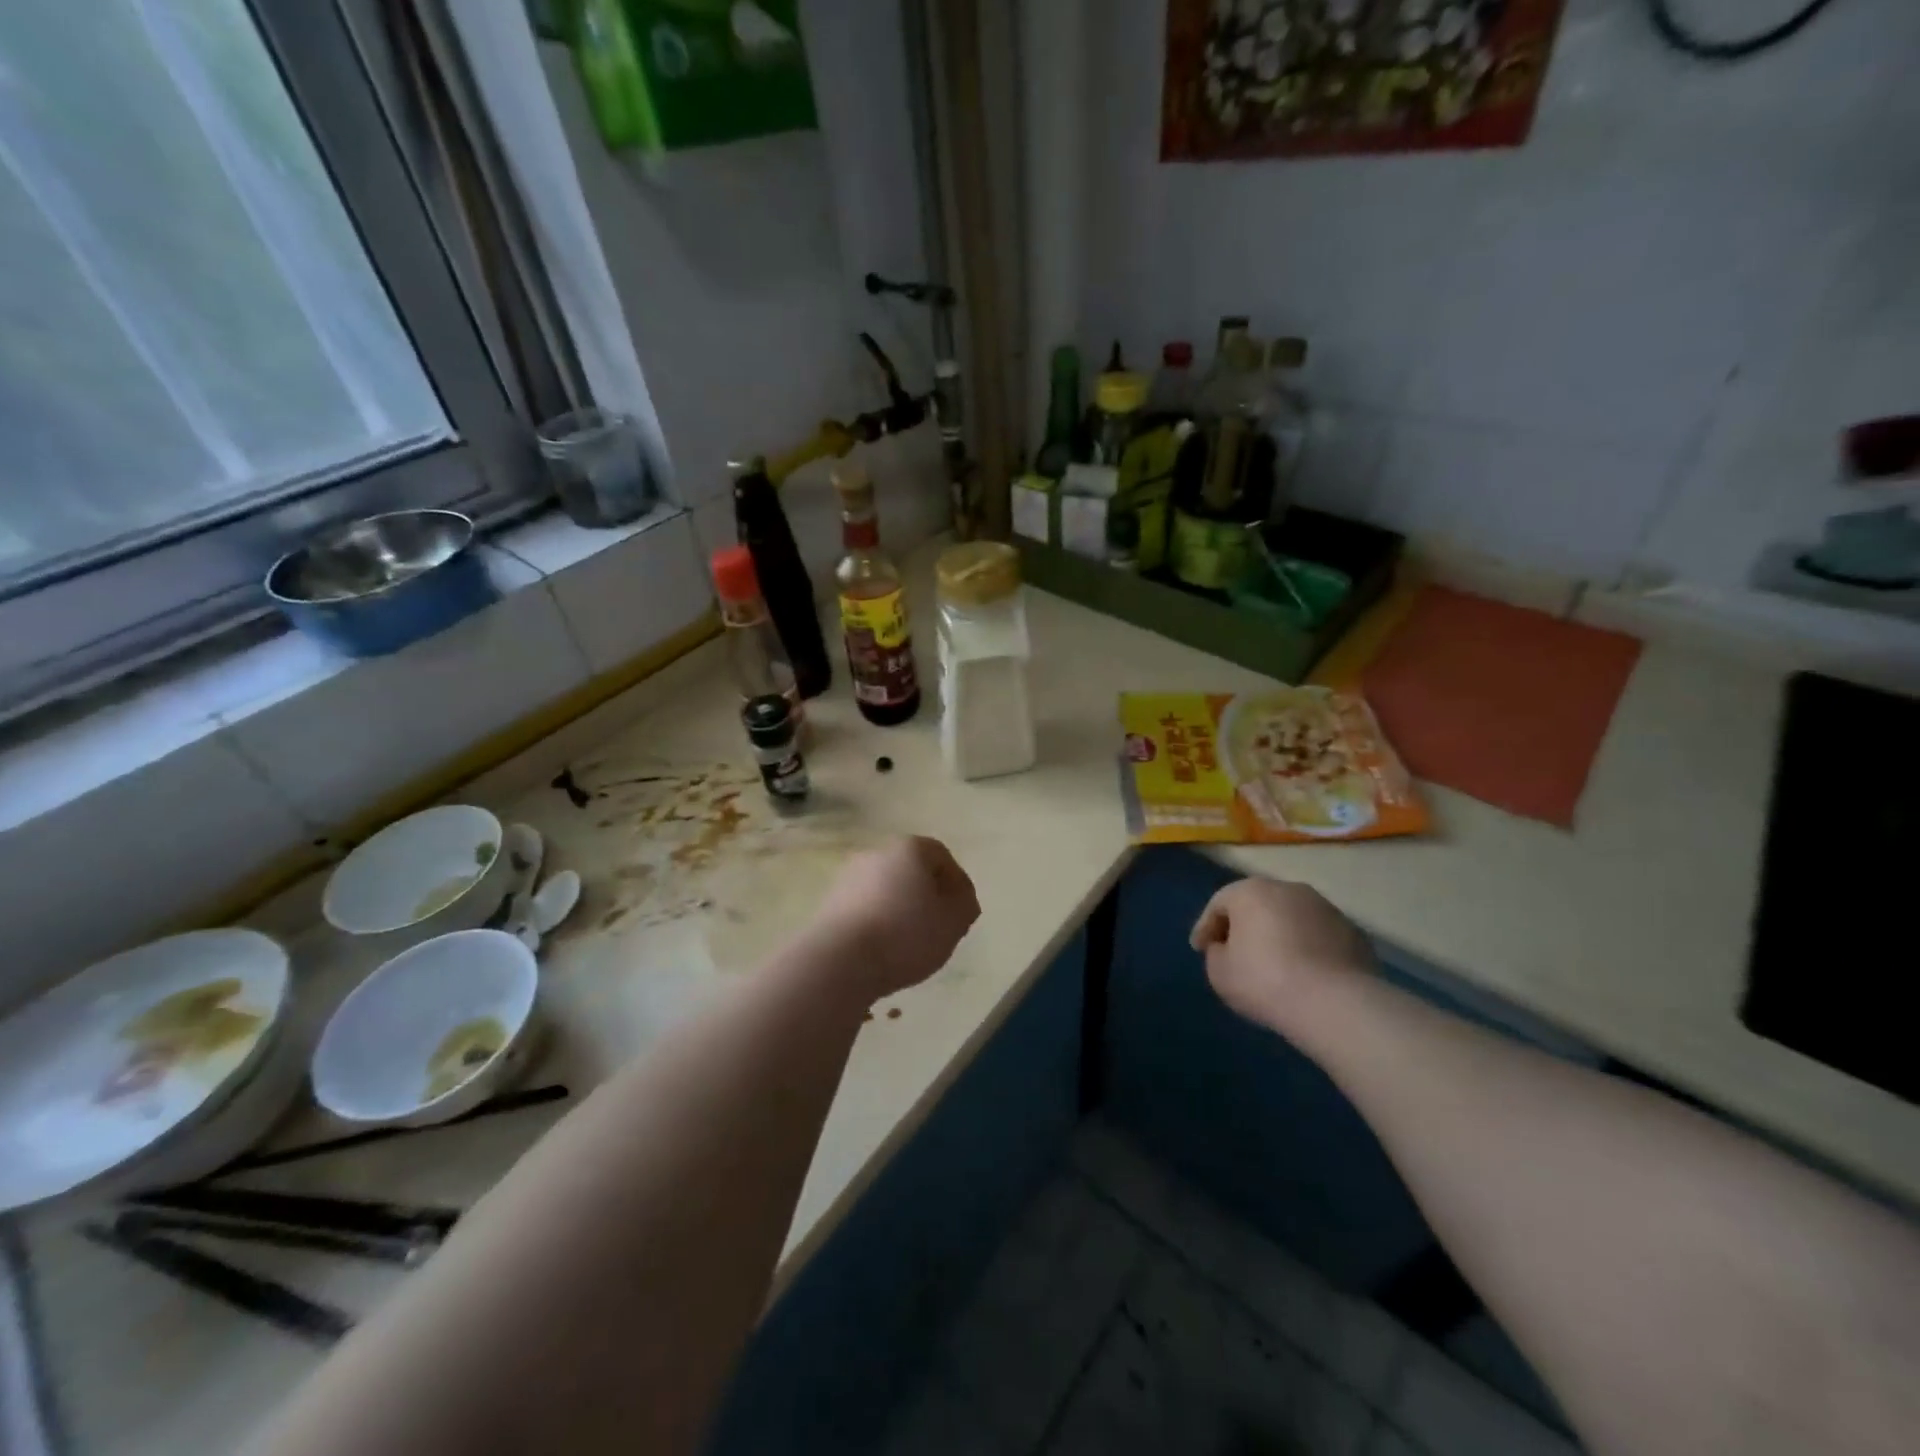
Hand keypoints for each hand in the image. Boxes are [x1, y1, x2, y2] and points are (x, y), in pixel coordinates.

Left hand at [811, 837, 980, 1000]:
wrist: (839, 960)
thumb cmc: (905, 934)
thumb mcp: (953, 922)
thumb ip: (965, 905)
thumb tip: (960, 900)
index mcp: (909, 849)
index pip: (941, 856)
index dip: (958, 883)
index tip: (963, 911)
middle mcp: (876, 853)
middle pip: (911, 871)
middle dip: (928, 895)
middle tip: (940, 926)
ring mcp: (848, 877)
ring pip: (886, 890)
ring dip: (901, 910)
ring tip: (912, 943)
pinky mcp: (829, 904)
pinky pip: (865, 908)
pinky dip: (878, 922)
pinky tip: (884, 949)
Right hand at [1191, 878, 1373, 1030]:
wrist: (1335, 1003)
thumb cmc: (1264, 981)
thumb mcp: (1219, 972)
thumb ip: (1216, 953)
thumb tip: (1227, 948)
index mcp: (1251, 891)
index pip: (1219, 903)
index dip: (1205, 927)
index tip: (1200, 949)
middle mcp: (1289, 889)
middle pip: (1258, 904)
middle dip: (1245, 926)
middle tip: (1235, 952)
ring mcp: (1326, 908)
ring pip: (1291, 917)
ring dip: (1279, 935)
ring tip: (1274, 964)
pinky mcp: (1353, 932)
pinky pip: (1318, 937)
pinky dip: (1308, 949)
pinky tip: (1305, 974)